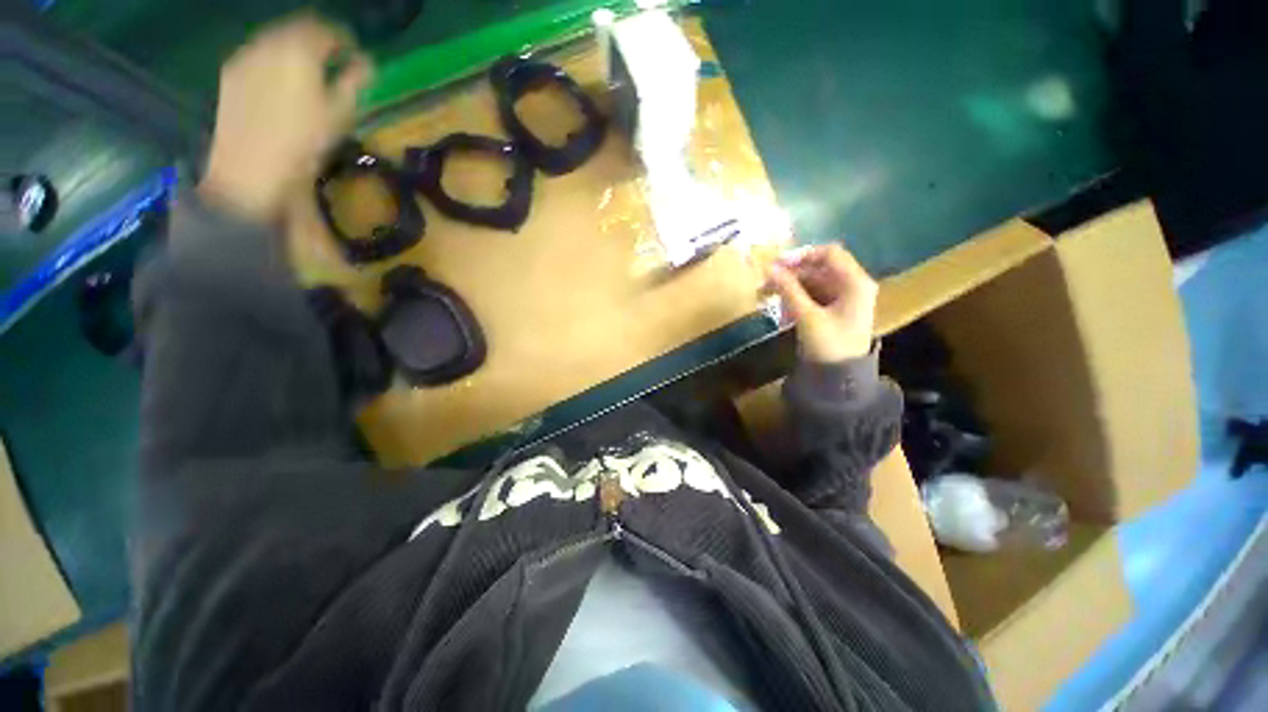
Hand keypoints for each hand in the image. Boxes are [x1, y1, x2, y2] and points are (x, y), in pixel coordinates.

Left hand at [199, 14, 372, 221]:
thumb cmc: (304, 143)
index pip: (325, 29)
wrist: (250, 169)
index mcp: (300, 50)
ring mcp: (245, 55)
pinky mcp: (230, 72)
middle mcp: (269, 42)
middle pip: (297, 29)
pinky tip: (281, 83)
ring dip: (294, 51)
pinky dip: (274, 60)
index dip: (344, 40)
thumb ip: (354, 82)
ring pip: (276, 40)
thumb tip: (366, 64)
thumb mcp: (340, 115)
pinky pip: (258, 54)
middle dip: (317, 42)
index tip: (355, 56)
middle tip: (333, 63)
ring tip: (308, 74)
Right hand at [766, 245, 878, 362]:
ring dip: (790, 287)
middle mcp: (852, 285)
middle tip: (766, 283)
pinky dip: (796, 298)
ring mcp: (843, 298)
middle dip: (791, 275)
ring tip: (767, 296)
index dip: (802, 255)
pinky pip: (813, 296)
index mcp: (855, 282)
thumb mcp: (807, 316)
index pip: (829, 253)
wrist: (841, 379)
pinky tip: (781, 309)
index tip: (777, 265)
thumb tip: (769, 268)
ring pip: (813, 282)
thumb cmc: (829, 345)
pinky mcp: (834, 310)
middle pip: (819, 268)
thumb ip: (788, 290)